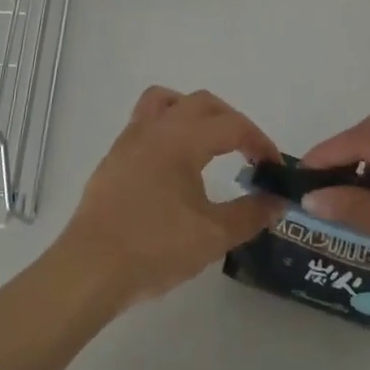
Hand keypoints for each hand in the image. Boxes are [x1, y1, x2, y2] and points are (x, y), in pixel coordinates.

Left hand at [56, 87, 284, 311]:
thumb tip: (279, 200)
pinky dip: (168, 128)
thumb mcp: (213, 236)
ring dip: (193, 112)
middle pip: (202, 102)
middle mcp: (156, 127)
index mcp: (183, 138)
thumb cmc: (154, 248)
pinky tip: (174, 165)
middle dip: (232, 121)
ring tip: (208, 142)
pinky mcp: (114, 157)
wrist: (90, 269)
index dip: (260, 142)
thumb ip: (251, 214)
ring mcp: (130, 139)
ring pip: (166, 101)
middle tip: (248, 152)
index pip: (232, 125)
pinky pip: (145, 121)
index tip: (274, 168)